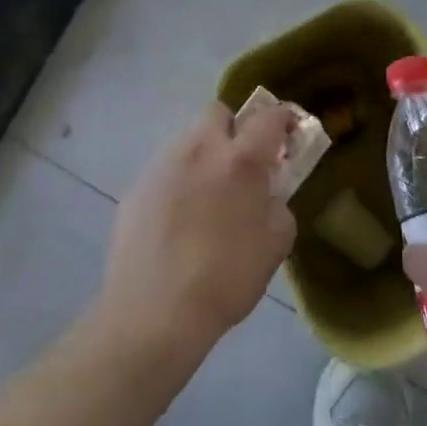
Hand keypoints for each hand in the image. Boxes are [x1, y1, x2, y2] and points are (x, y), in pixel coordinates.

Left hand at [98, 100, 297, 366]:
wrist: (153, 313)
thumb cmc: (225, 279)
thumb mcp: (275, 245)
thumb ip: (278, 205)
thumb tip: (267, 193)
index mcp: (240, 159)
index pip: (268, 116)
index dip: (284, 119)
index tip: (289, 133)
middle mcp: (200, 149)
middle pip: (218, 112)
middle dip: (234, 128)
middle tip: (241, 162)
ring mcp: (163, 165)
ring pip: (189, 140)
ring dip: (204, 155)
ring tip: (207, 197)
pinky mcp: (137, 187)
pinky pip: (166, 170)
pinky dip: (178, 182)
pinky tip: (178, 220)